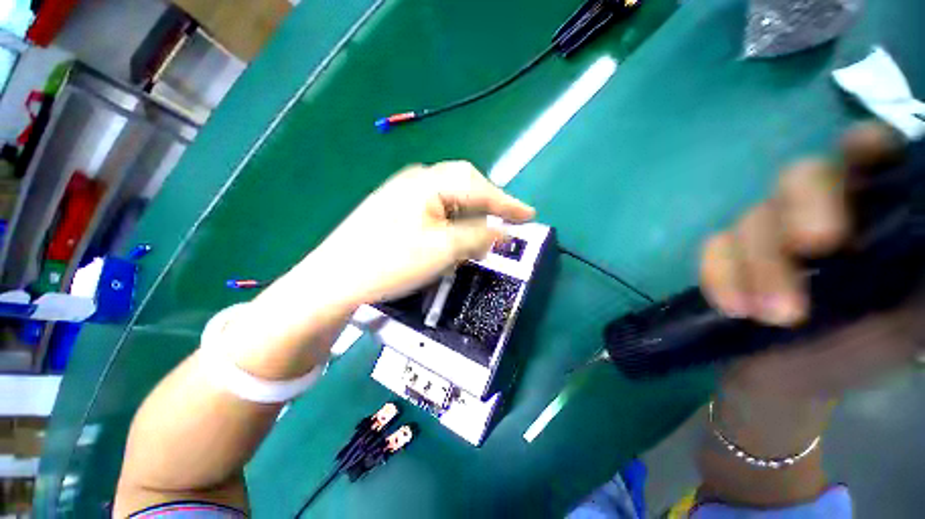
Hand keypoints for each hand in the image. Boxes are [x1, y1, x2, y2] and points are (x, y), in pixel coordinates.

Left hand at [227, 162, 533, 376]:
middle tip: (507, 223)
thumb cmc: (390, 262)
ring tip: (484, 233)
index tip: (530, 215)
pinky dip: (452, 222)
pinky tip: (454, 236)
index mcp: (428, 182)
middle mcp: (416, 181)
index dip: (507, 202)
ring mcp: (403, 195)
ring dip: (470, 215)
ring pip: (450, 200)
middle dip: (489, 205)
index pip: (478, 186)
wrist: (335, 280)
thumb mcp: (443, 250)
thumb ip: (477, 236)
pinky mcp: (396, 211)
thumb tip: (502, 232)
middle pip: (464, 186)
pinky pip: (435, 210)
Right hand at [700, 123, 922, 401]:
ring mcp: (765, 235)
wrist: (790, 380)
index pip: (867, 154)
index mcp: (869, 214)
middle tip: (810, 248)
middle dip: (803, 207)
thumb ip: (919, 274)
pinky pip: (713, 248)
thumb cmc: (861, 352)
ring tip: (770, 314)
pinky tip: (732, 307)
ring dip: (759, 263)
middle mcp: (815, 212)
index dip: (862, 146)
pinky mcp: (727, 257)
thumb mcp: (908, 319)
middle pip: (799, 176)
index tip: (863, 162)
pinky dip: (719, 273)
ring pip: (751, 217)